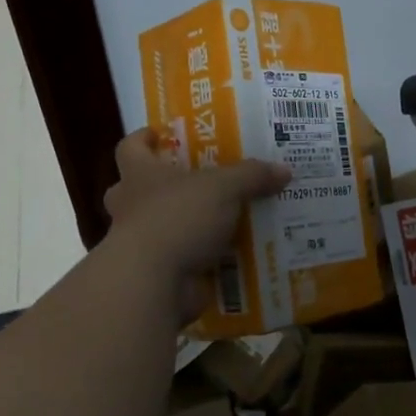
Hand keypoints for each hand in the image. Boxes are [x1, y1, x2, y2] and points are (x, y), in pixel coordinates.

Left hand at [104, 129, 290, 321]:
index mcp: (140, 175)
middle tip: (192, 181)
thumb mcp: (224, 188)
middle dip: (157, 185)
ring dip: (180, 224)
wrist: (153, 281)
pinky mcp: (154, 273)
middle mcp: (132, 206)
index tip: (158, 134)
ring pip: (155, 226)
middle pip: (134, 189)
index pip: (131, 148)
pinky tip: (227, 257)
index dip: (142, 139)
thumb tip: (284, 170)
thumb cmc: (178, 217)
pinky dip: (196, 258)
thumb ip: (252, 176)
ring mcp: (138, 243)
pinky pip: (176, 260)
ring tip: (219, 220)